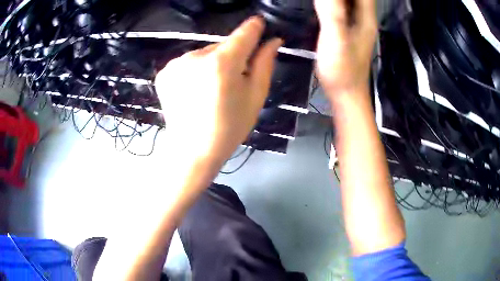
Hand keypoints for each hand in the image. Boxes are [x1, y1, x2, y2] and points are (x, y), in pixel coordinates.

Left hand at [155, 17, 281, 161]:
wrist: (192, 150)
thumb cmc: (229, 127)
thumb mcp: (255, 96)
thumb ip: (264, 63)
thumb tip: (273, 41)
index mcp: (222, 62)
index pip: (244, 33)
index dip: (254, 27)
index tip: (259, 24)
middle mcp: (196, 56)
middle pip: (222, 45)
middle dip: (231, 56)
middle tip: (232, 81)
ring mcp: (176, 63)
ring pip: (204, 53)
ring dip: (212, 63)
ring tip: (210, 90)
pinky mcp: (165, 72)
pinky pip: (188, 62)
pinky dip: (194, 71)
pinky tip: (194, 90)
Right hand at [314, 0, 376, 96]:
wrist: (346, 95)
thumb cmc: (342, 70)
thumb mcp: (336, 38)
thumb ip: (333, 12)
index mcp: (365, 18)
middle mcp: (364, 19)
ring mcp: (356, 27)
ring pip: (351, 2)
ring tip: (323, 0)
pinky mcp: (347, 33)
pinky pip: (343, 10)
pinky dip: (335, 3)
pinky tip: (324, 3)